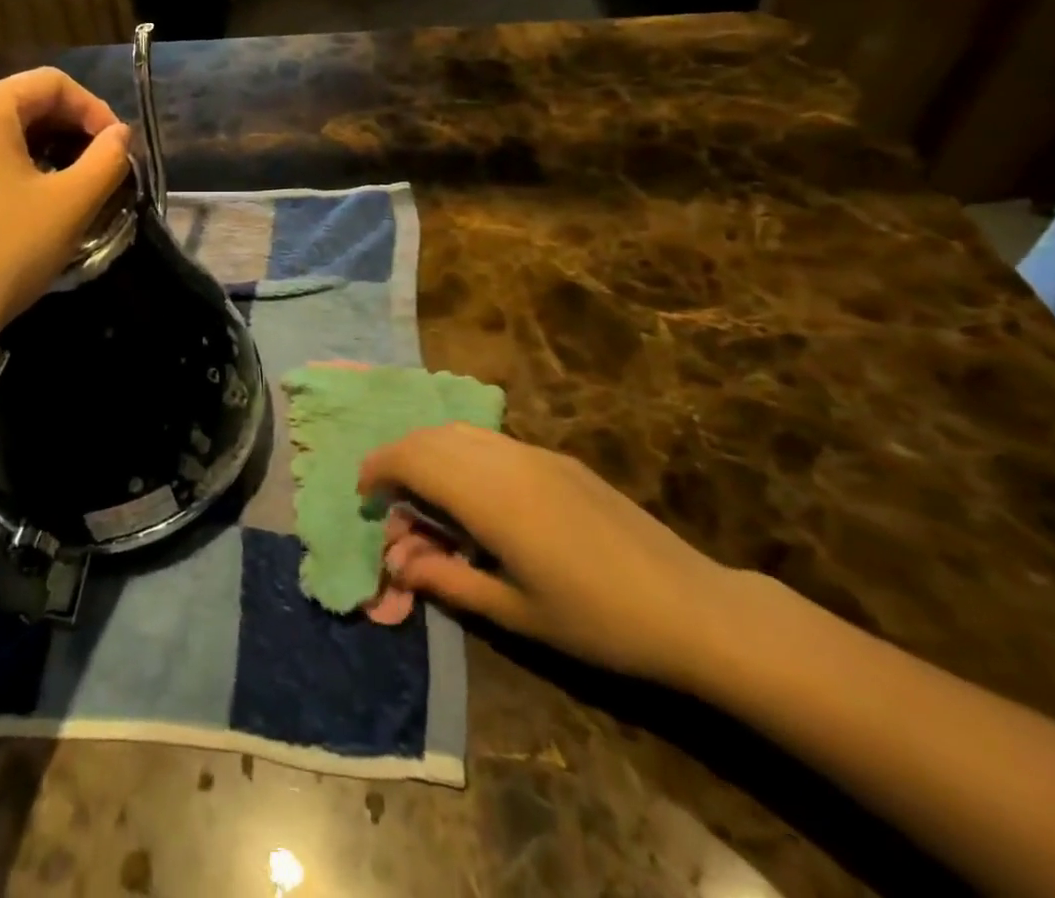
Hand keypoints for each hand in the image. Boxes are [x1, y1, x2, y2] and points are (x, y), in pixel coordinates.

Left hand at [0, 69, 131, 346]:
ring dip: (35, 153)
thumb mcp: (73, 204)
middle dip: (66, 131)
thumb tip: (120, 135)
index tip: (118, 148)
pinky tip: (11, 214)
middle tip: (96, 168)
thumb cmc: (8, 251)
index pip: (51, 83)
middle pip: (19, 106)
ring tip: (60, 190)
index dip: (94, 109)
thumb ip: (108, 159)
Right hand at [359, 425, 741, 687]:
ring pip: (461, 432)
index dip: (379, 469)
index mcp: (490, 496)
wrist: (691, 607)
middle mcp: (505, 459)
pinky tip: (471, 493)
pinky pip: (490, 440)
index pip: (414, 459)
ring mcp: (534, 453)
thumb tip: (398, 562)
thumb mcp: (514, 612)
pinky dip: (461, 453)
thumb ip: (448, 579)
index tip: (364, 495)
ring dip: (429, 451)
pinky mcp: (557, 458)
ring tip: (423, 495)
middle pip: (432, 437)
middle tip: (388, 499)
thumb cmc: (597, 622)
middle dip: (398, 458)